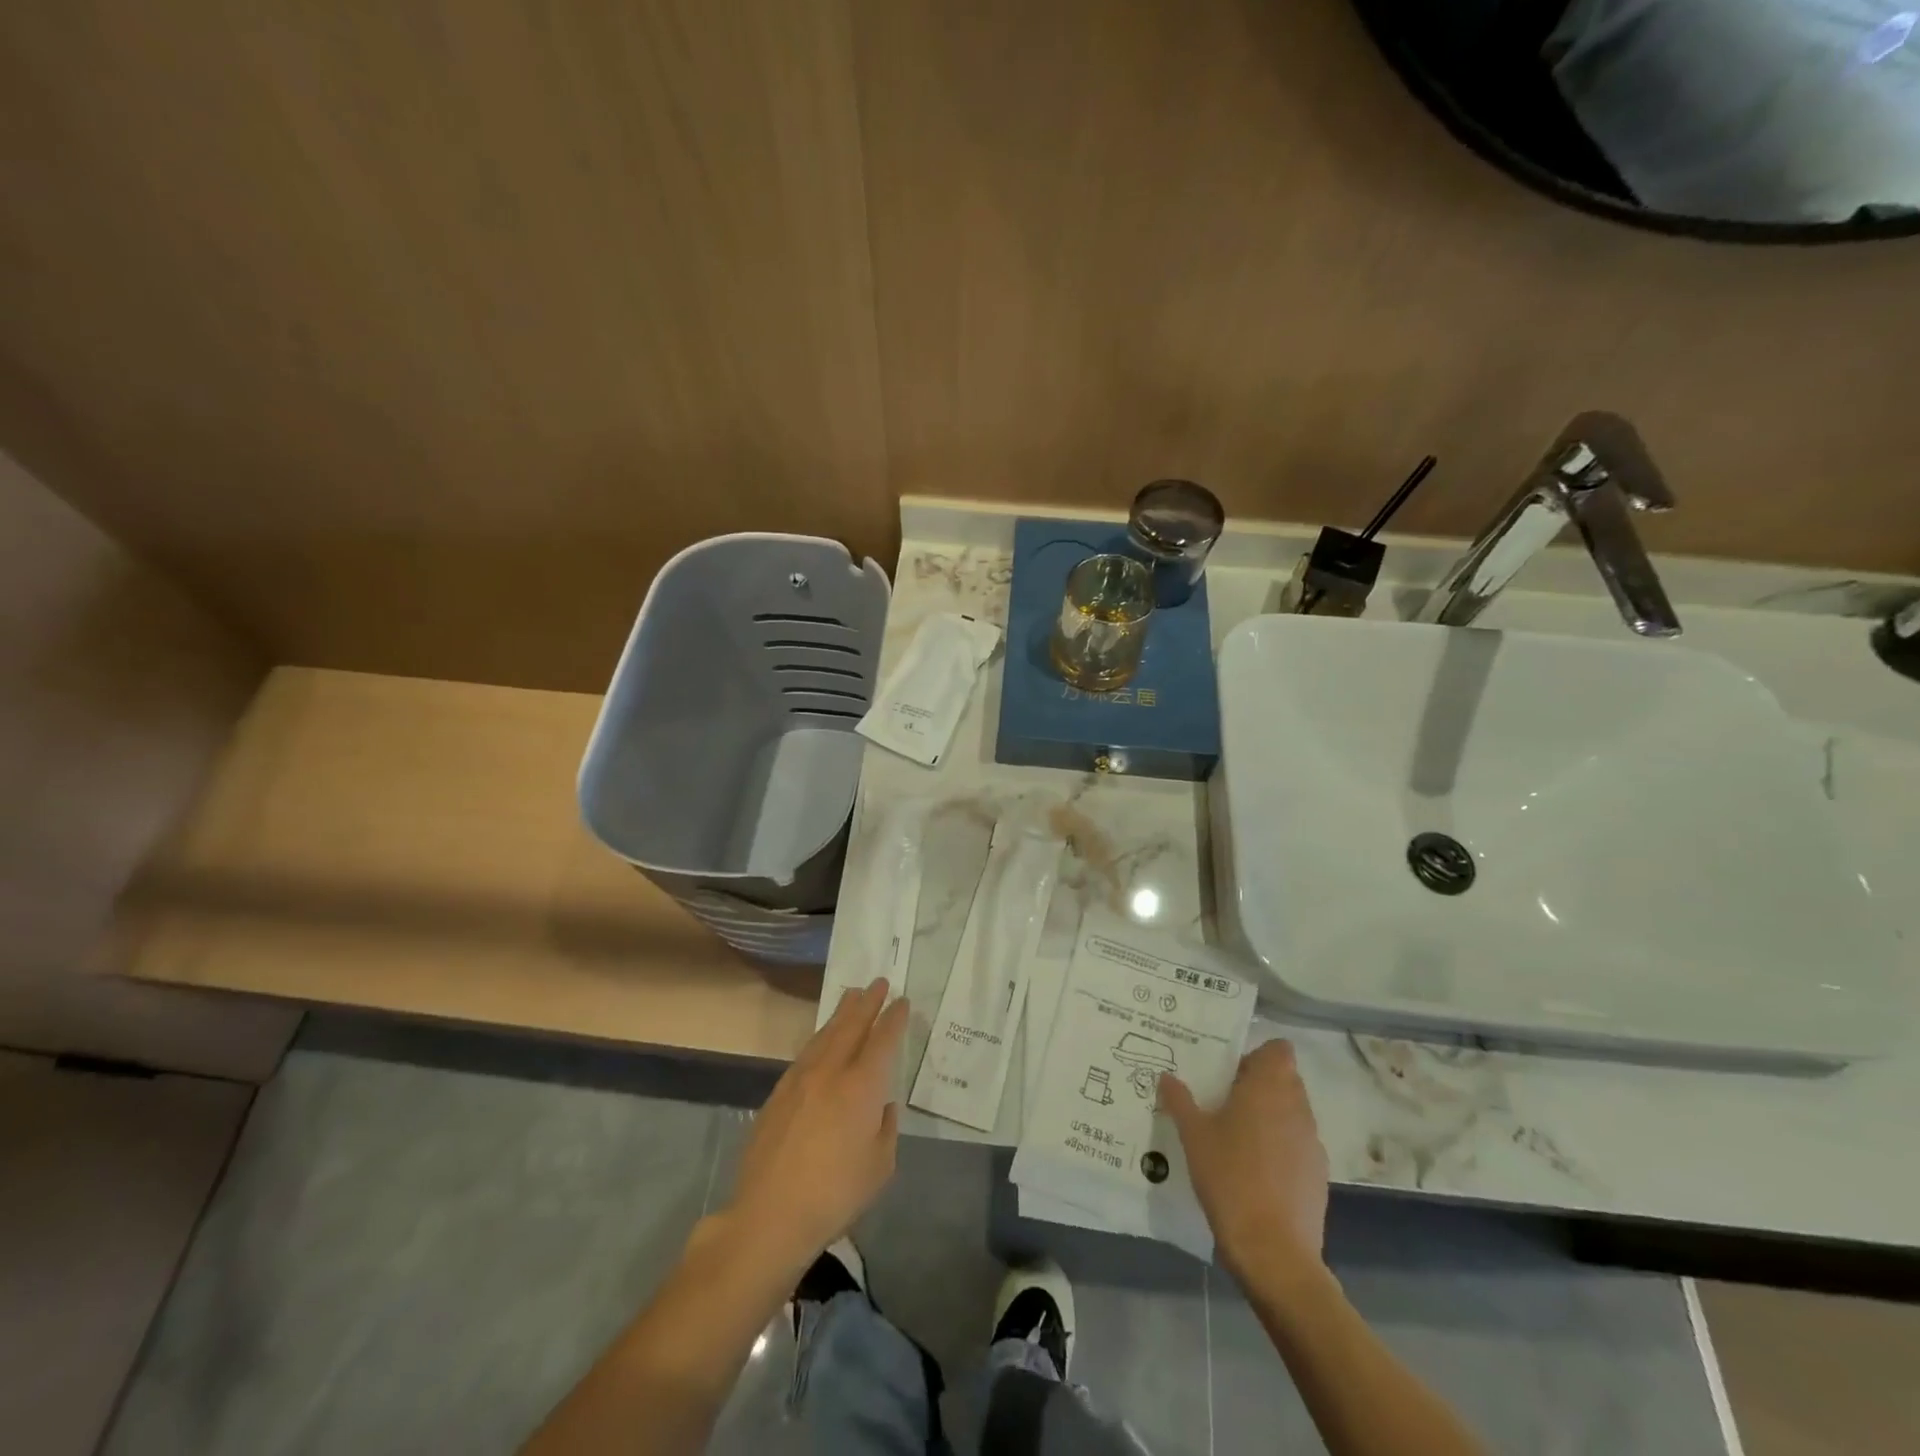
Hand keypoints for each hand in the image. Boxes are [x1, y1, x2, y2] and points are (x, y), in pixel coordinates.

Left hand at [723, 979, 907, 1277]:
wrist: (770, 1214)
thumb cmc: (835, 1194)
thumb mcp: (879, 1166)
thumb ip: (884, 1128)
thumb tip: (880, 1107)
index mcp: (862, 1086)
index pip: (883, 1040)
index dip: (894, 1018)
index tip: (902, 1001)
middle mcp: (831, 1071)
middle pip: (852, 1025)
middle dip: (868, 1002)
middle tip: (879, 982)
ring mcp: (801, 1079)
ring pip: (825, 1034)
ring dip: (842, 1013)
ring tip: (852, 996)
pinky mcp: (779, 1093)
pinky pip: (806, 1052)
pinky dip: (820, 1037)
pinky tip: (823, 1039)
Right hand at [1160, 1040, 1328, 1278]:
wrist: (1273, 1251)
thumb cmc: (1229, 1177)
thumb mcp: (1193, 1136)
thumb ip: (1180, 1100)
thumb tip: (1167, 1076)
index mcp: (1269, 1088)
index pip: (1278, 1050)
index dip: (1257, 1055)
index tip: (1230, 1072)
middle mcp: (1297, 1107)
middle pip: (1284, 1079)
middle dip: (1258, 1085)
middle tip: (1224, 1101)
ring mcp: (1312, 1142)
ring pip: (1292, 1112)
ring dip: (1270, 1116)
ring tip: (1236, 1137)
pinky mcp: (1318, 1175)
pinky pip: (1298, 1144)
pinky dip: (1280, 1147)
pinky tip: (1255, 1171)